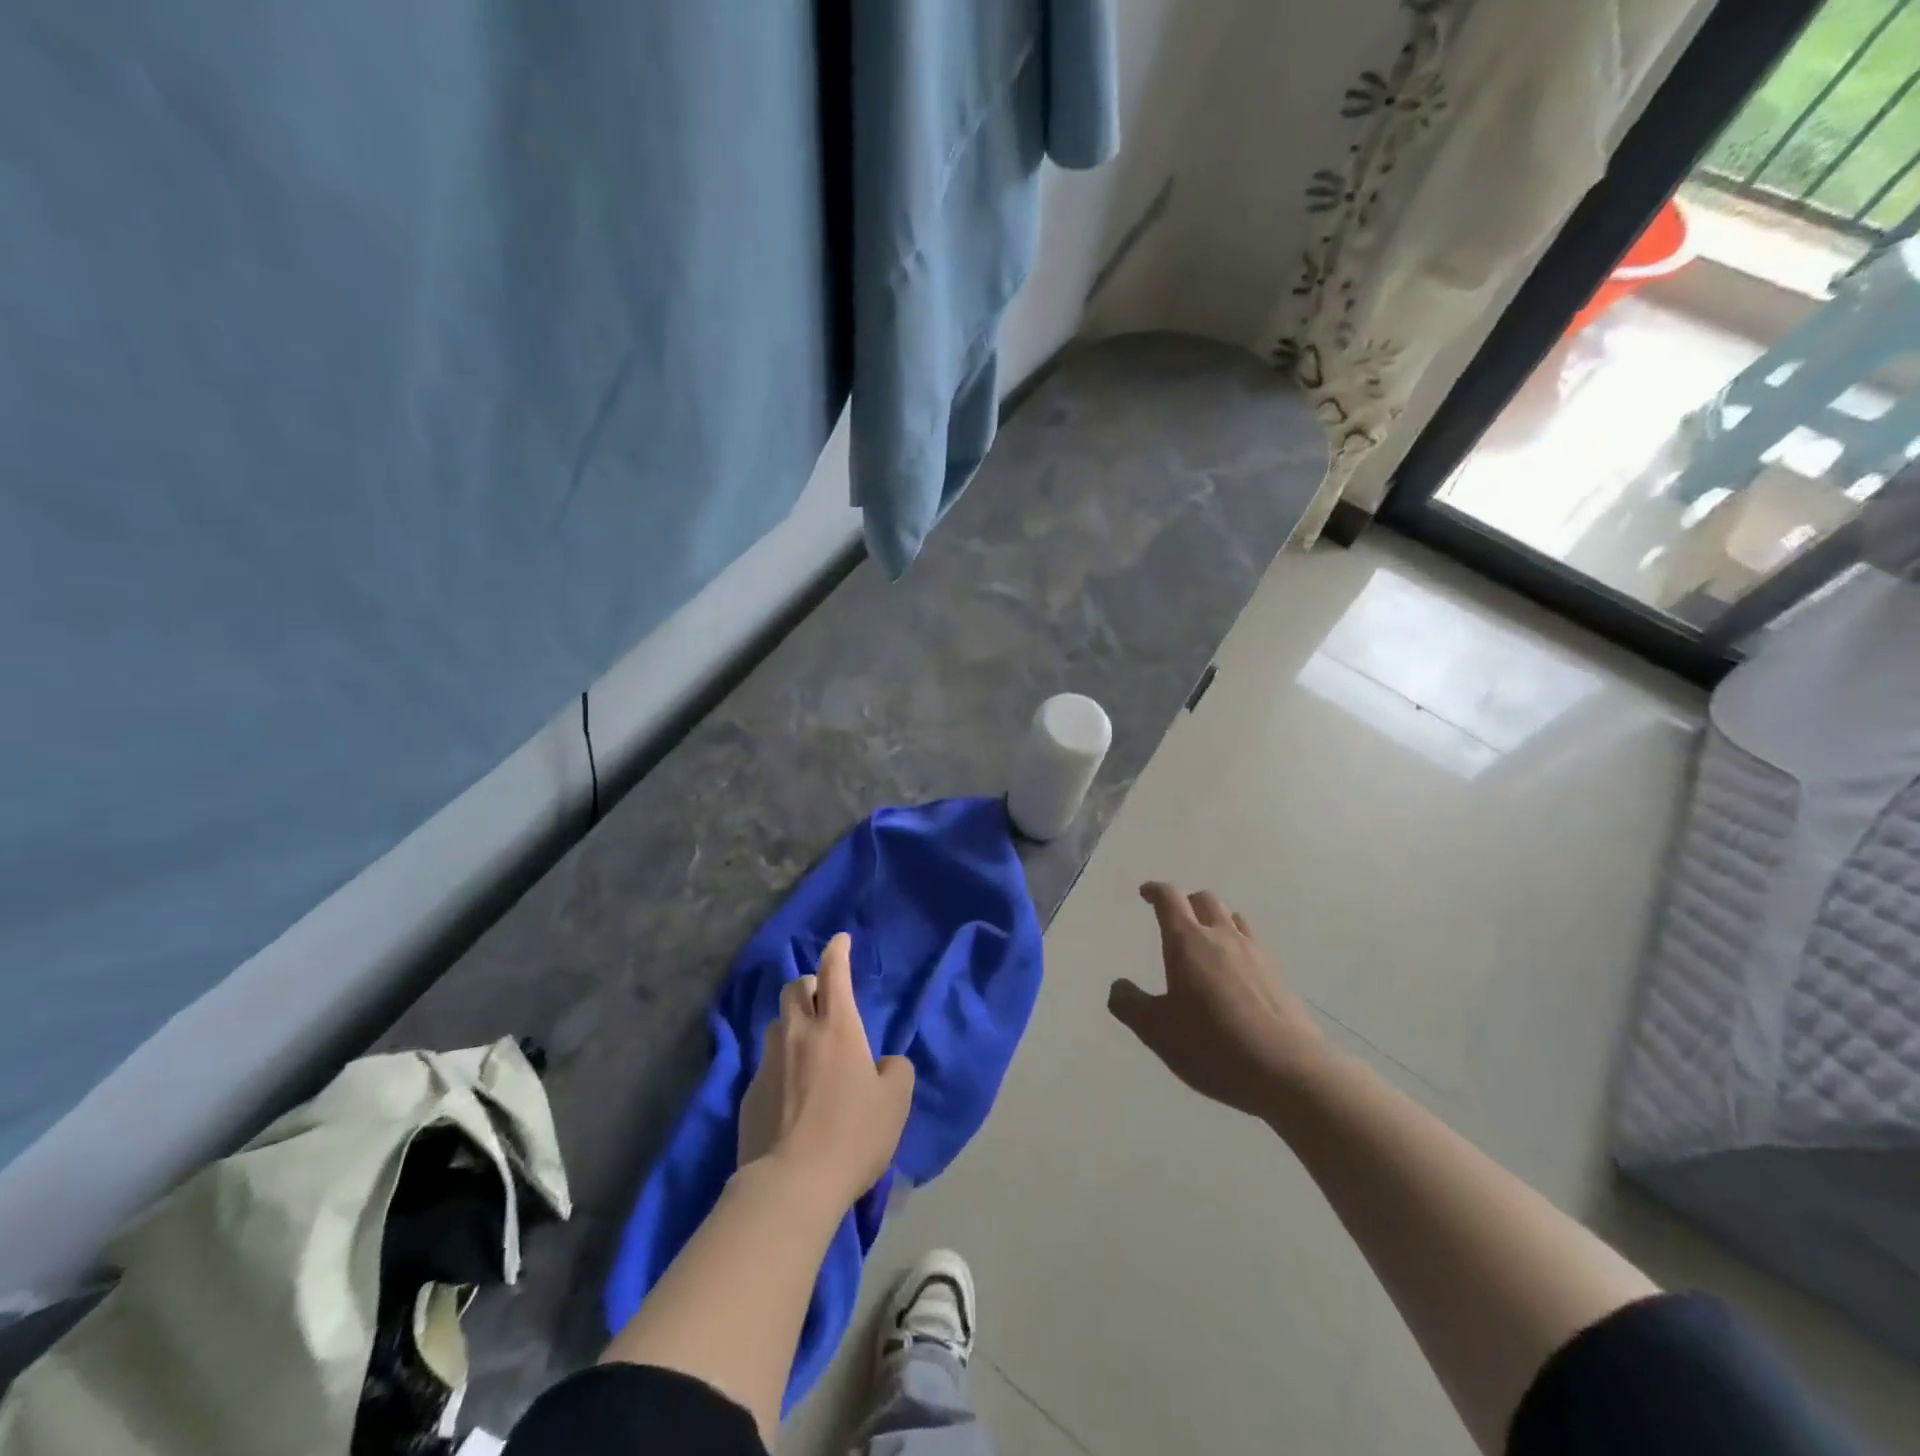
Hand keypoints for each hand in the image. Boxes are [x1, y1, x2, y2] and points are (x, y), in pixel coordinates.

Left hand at [737, 933, 915, 1210]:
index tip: (841, 940)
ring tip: (806, 1046)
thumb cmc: (852, 1135)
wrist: (791, 1185)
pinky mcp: (749, 1094)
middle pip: (794, 988)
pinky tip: (791, 1093)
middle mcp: (798, 1034)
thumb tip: (884, 1064)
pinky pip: (766, 1063)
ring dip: (792, 1023)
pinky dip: (781, 1064)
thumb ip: (896, 1071)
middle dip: (809, 985)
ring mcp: (768, 1062)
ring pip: (777, 1024)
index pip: (834, 972)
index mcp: (837, 1028)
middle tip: (823, 1001)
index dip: (837, 950)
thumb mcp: (895, 1102)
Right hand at [1108, 882, 1329, 1117]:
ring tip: (1208, 939)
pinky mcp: (1279, 976)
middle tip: (1175, 916)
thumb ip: (1130, 1005)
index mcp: (1188, 942)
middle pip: (1205, 900)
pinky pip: (1255, 945)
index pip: (1170, 899)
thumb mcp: (1156, 1030)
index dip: (1155, 891)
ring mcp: (1256, 954)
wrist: (1288, 1071)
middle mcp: (1223, 937)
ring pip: (1234, 918)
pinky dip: (1239, 945)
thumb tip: (1119, 987)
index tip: (1146, 892)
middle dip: (1187, 901)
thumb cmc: (1212, 1044)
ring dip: (1217, 920)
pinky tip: (1237, 972)